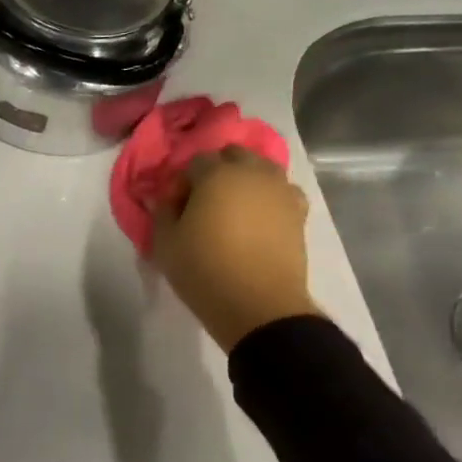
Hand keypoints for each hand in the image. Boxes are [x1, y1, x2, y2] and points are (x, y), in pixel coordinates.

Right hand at [149, 147, 321, 352]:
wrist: (259, 306)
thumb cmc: (204, 269)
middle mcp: (253, 173)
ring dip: (245, 181)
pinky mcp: (299, 214)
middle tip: (203, 201)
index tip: (175, 206)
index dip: (182, 181)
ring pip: (261, 170)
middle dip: (217, 171)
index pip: (195, 161)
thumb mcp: (164, 242)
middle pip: (234, 155)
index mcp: (217, 174)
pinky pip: (281, 193)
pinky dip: (268, 199)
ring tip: (232, 210)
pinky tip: (258, 220)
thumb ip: (162, 211)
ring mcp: (281, 192)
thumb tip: (166, 198)